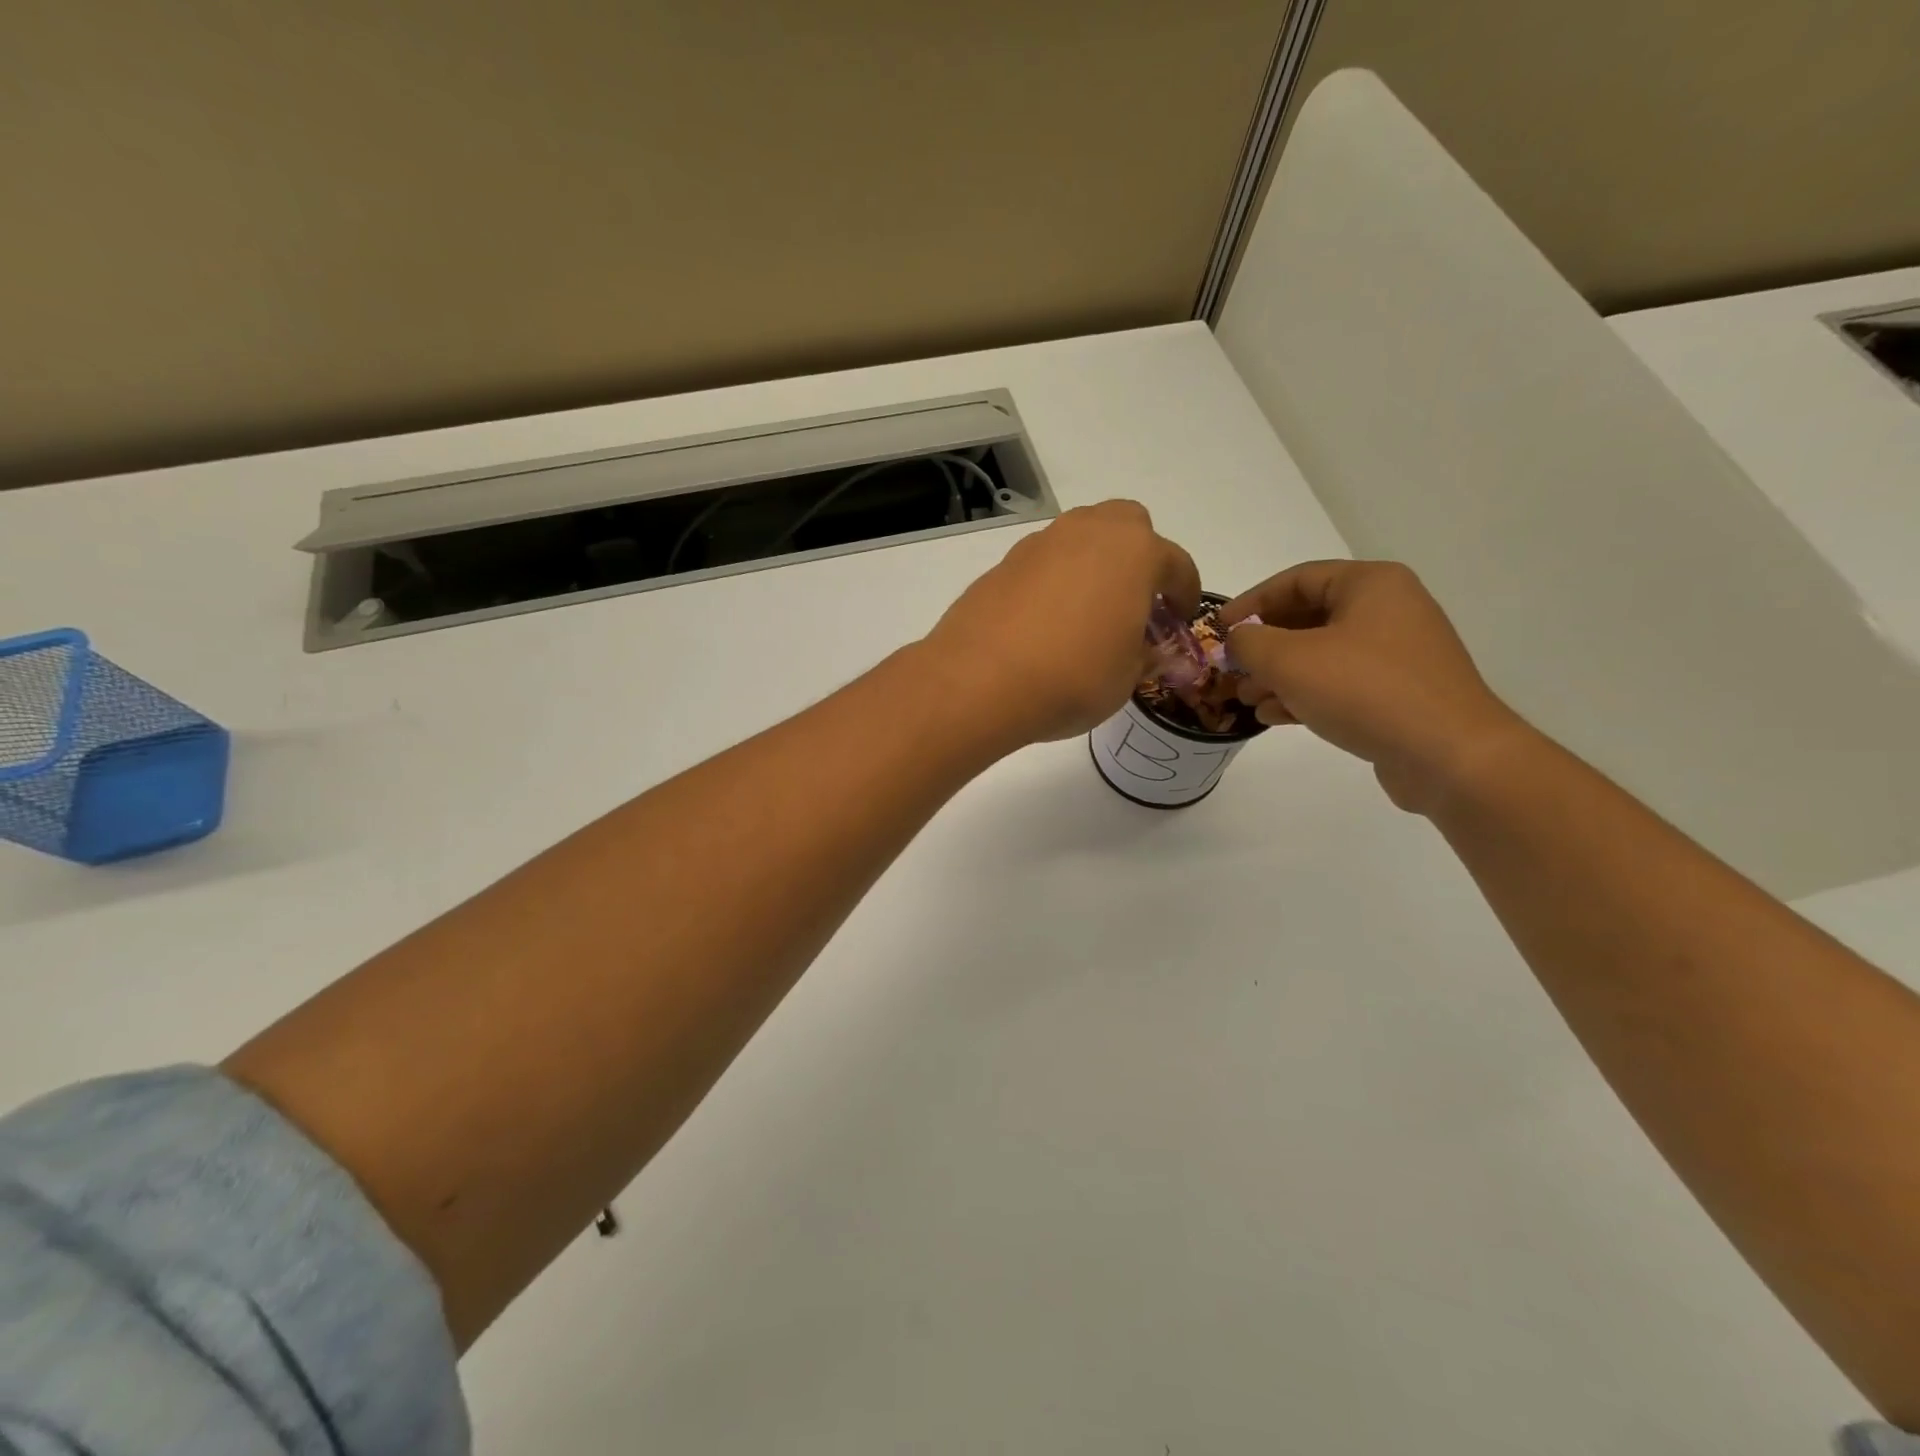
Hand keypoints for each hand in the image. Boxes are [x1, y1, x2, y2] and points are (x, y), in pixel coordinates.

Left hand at [923, 501, 1200, 748]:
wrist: (979, 681)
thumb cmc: (1072, 678)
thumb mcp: (1126, 678)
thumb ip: (1143, 655)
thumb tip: (1144, 650)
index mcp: (1133, 552)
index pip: (1175, 563)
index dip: (1185, 592)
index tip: (1182, 617)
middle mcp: (1087, 533)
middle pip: (1127, 526)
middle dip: (1139, 556)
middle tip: (1136, 600)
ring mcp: (1039, 545)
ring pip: (1080, 539)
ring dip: (1093, 566)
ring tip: (1089, 613)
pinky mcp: (1001, 565)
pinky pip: (1042, 565)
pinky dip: (1053, 583)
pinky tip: (1045, 623)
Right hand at [1222, 560, 1528, 812]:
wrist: (1448, 755)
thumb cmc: (1364, 690)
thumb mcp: (1289, 660)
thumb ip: (1250, 642)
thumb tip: (1237, 639)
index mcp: (1370, 584)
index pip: (1295, 580)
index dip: (1249, 603)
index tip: (1217, 630)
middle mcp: (1388, 610)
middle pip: (1307, 618)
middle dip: (1263, 646)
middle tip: (1230, 669)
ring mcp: (1397, 653)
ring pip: (1321, 654)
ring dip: (1278, 675)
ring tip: (1246, 699)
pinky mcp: (1399, 692)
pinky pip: (1340, 683)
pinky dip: (1305, 694)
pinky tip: (1275, 716)